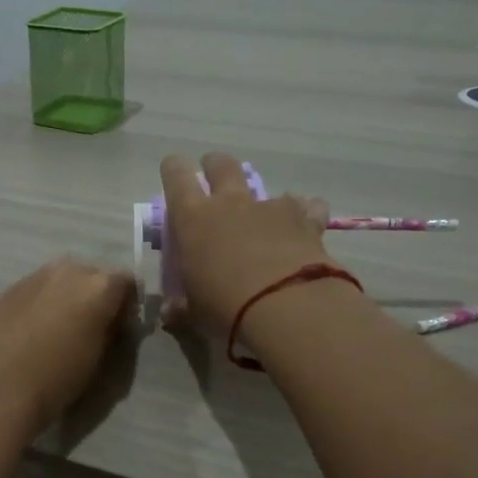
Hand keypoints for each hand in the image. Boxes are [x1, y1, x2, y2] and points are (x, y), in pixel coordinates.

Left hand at [0, 258, 137, 438]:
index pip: (127, 283)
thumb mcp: (97, 360)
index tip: (120, 327)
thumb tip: (108, 322)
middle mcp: (68, 271)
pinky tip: (29, 332)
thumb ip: (108, 331)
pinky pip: (35, 291)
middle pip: (92, 276)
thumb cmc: (53, 381)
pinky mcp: (6, 289)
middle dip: (94, 296)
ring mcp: (34, 276)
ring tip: (56, 331)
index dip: (126, 304)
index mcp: (98, 287)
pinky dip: (39, 304)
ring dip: (65, 298)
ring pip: (60, 280)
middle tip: (89, 328)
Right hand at [159, 152, 333, 332]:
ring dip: (263, 200)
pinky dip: (306, 214)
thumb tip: (170, 312)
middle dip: (215, 166)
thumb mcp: (195, 312)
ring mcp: (271, 207)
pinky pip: (308, 207)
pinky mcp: (306, 220)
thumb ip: (182, 307)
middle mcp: (231, 203)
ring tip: (266, 219)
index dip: (174, 168)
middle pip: (221, 164)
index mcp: (194, 218)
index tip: (173, 169)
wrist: (287, 307)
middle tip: (214, 178)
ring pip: (267, 187)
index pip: (176, 176)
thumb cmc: (225, 307)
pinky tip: (306, 229)